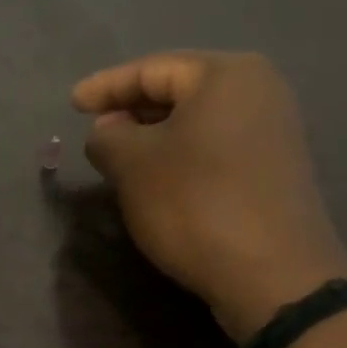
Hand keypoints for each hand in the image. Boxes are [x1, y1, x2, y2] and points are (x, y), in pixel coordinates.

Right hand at [72, 52, 346, 341]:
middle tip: (94, 129)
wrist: (274, 277)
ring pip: (195, 120)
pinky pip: (214, 145)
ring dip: (153, 135)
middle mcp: (259, 91)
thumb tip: (108, 131)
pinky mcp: (274, 168)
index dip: (105, 87)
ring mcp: (273, 130)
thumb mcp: (132, 164)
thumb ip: (107, 136)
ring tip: (117, 154)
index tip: (72, 103)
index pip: (150, 70)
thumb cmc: (195, 204)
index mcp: (226, 74)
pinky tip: (155, 175)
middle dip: (130, 109)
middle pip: (177, 90)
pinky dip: (180, 153)